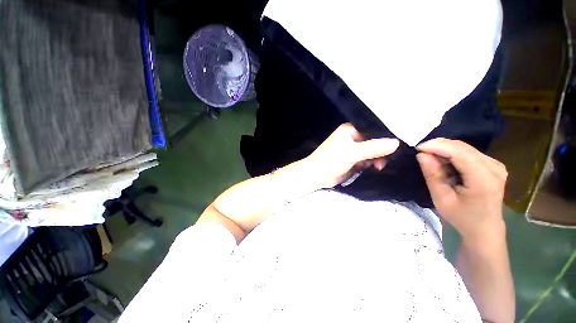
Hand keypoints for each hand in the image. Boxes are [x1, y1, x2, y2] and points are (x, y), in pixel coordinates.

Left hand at [302, 123, 398, 188]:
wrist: (317, 175)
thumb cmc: (330, 160)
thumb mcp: (352, 153)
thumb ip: (373, 148)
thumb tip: (396, 142)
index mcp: (350, 130)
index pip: (372, 129)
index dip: (384, 136)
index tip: (396, 146)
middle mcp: (352, 138)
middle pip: (373, 141)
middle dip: (380, 150)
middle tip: (385, 160)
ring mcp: (353, 149)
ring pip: (371, 151)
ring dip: (377, 158)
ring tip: (379, 166)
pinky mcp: (353, 160)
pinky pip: (367, 160)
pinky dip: (371, 164)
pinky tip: (375, 168)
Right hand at [416, 138, 506, 242]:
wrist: (484, 228)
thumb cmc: (461, 217)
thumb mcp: (441, 199)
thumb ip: (433, 175)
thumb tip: (422, 155)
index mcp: (483, 179)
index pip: (459, 153)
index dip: (437, 146)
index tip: (417, 148)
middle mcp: (493, 168)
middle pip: (462, 148)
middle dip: (439, 146)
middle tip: (421, 153)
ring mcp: (495, 165)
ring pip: (464, 148)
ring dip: (444, 150)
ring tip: (431, 160)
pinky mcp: (493, 165)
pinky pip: (468, 152)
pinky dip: (452, 154)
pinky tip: (444, 163)